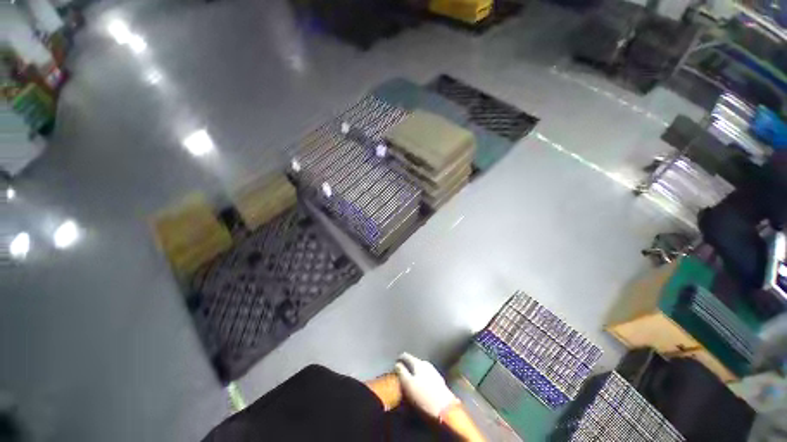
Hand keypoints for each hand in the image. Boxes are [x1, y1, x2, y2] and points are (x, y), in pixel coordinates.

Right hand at [394, 352, 458, 418]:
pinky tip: (421, 384)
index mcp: (419, 363)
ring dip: (416, 372)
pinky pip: (427, 376)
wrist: (445, 408)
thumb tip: (397, 364)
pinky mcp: (439, 382)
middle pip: (415, 362)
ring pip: (422, 369)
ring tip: (411, 379)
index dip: (401, 358)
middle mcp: (427, 364)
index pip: (407, 356)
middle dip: (409, 366)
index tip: (396, 361)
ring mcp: (434, 372)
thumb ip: (401, 372)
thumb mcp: (408, 384)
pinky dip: (422, 378)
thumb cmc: (423, 395)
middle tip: (402, 371)